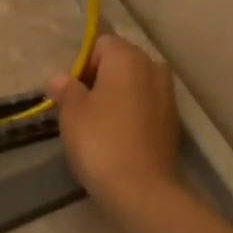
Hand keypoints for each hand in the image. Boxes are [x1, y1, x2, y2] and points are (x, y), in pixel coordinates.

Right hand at [45, 35, 180, 208]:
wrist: (140, 188)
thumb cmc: (99, 141)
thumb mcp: (72, 112)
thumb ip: (66, 89)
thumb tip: (60, 79)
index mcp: (127, 58)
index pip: (101, 43)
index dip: (83, 63)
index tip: (71, 91)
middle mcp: (153, 68)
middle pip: (122, 61)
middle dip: (101, 77)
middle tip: (81, 106)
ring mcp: (168, 95)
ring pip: (136, 84)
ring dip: (118, 95)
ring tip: (99, 122)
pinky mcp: (173, 121)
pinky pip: (147, 105)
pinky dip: (132, 112)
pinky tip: (118, 136)